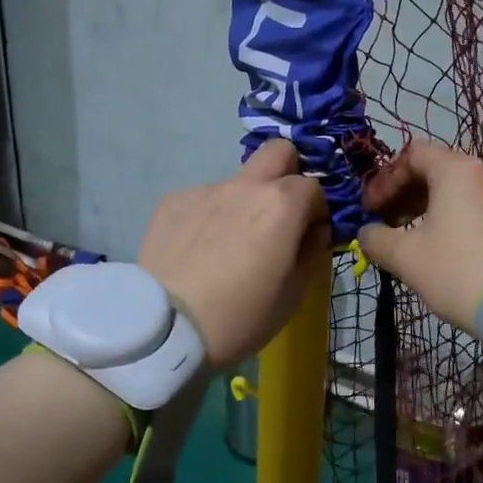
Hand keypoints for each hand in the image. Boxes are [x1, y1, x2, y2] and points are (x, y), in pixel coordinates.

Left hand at [138, 140, 328, 368]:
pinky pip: (203, 199)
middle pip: (278, 152)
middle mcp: (245, 185)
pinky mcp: (172, 201)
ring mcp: (205, 189)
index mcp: (282, 205)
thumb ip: (313, 252)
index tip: (309, 235)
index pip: (314, 186)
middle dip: (287, 173)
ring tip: (227, 245)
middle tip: (279, 214)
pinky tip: (198, 250)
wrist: (166, 329)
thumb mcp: (293, 295)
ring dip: (244, 202)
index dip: (317, 210)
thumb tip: (316, 230)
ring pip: (237, 182)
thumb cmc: (241, 317)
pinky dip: (210, 216)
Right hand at [357, 141, 482, 332]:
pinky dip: (443, 218)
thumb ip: (376, 238)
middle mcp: (480, 175)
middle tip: (381, 221)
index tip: (370, 208)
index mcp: (455, 170)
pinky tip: (430, 247)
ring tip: (402, 236)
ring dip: (420, 207)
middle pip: (432, 169)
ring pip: (450, 190)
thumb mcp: (405, 256)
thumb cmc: (455, 270)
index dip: (385, 178)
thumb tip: (366, 233)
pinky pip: (467, 208)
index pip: (412, 154)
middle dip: (401, 192)